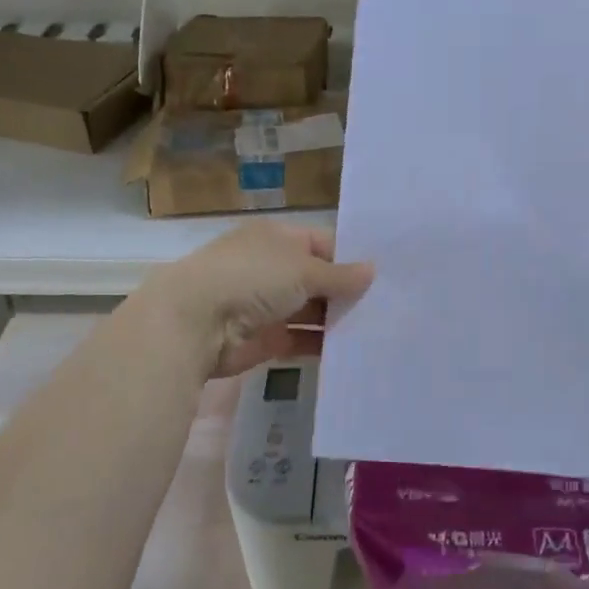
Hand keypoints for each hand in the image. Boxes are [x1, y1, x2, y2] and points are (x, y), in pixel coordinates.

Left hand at [132, 223, 374, 379]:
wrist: (196, 323)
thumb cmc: (252, 278)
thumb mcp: (303, 269)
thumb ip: (340, 275)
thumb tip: (372, 270)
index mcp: (279, 239)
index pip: (324, 243)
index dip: (352, 258)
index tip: (386, 274)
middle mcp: (274, 268)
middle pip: (320, 279)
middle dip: (349, 292)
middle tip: (392, 305)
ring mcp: (270, 305)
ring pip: (314, 311)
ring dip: (339, 319)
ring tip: (381, 328)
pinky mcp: (268, 339)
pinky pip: (304, 339)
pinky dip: (325, 344)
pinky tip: (355, 350)